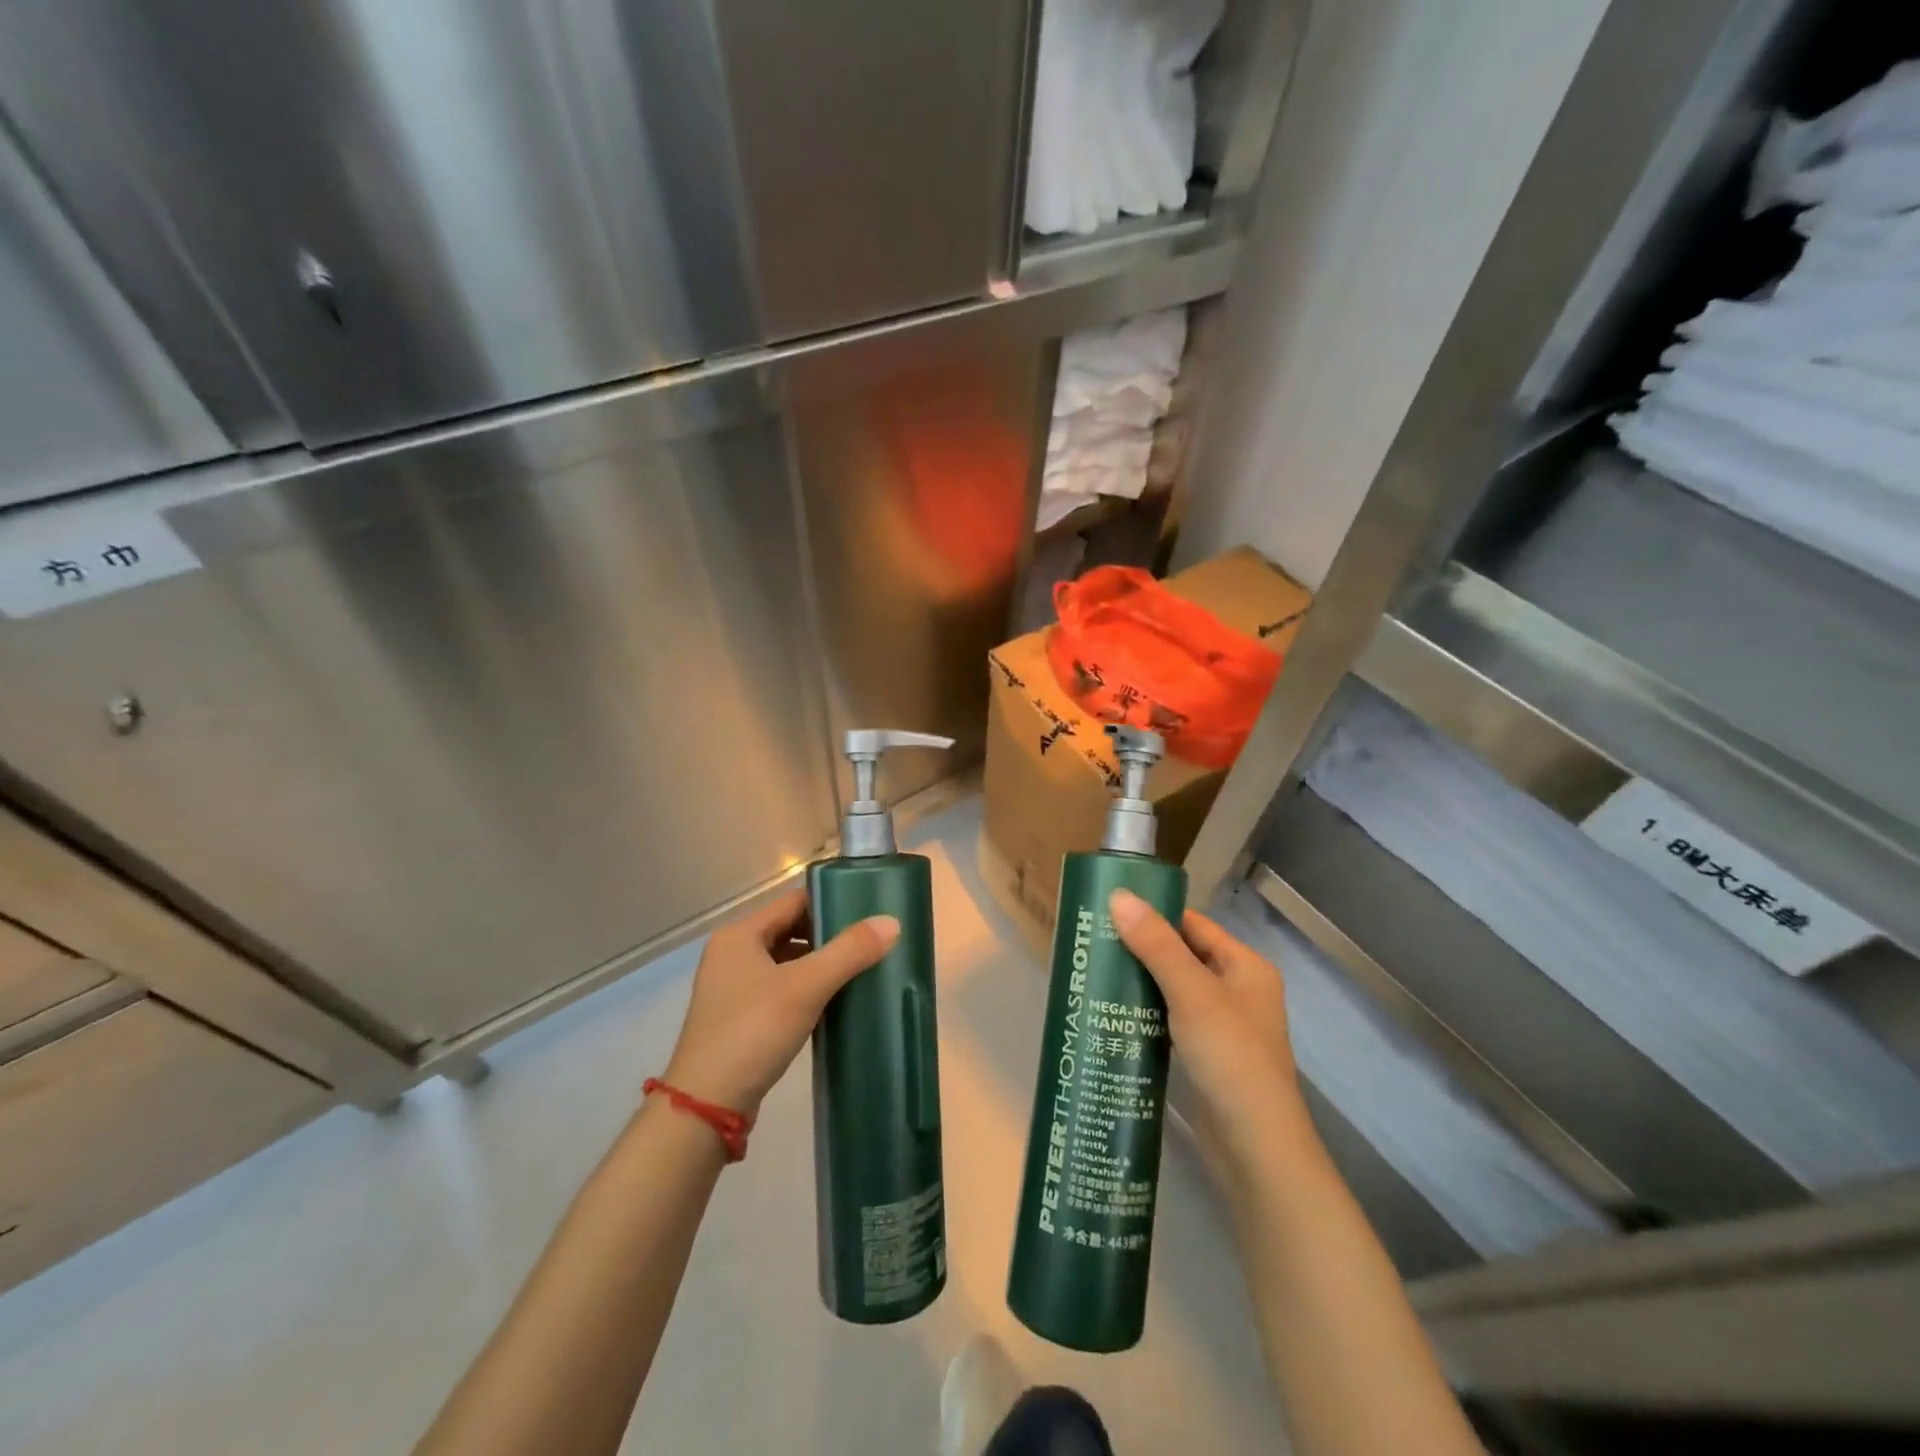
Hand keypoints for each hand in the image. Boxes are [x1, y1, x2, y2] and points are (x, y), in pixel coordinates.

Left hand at [663, 890, 897, 1114]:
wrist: (706, 1105)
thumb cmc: (753, 1031)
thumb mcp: (806, 986)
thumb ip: (849, 952)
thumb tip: (892, 922)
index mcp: (739, 935)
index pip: (793, 902)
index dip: (830, 904)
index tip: (867, 914)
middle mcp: (731, 954)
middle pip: (790, 930)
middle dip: (828, 937)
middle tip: (869, 944)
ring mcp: (731, 988)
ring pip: (785, 962)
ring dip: (818, 965)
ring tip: (858, 971)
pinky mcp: (738, 1018)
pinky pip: (779, 989)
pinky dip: (805, 990)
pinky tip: (832, 1002)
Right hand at [1108, 889, 1315, 1170]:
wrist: (1255, 1148)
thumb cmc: (1230, 1057)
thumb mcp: (1191, 993)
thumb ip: (1155, 944)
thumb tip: (1119, 896)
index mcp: (1245, 967)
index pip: (1193, 925)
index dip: (1154, 915)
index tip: (1108, 911)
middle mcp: (1238, 990)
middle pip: (1182, 956)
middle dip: (1141, 949)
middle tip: (1093, 943)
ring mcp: (1223, 1026)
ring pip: (1174, 990)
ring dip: (1140, 982)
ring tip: (1095, 973)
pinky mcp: (1206, 1056)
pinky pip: (1171, 1020)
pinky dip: (1146, 1013)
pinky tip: (1114, 1014)